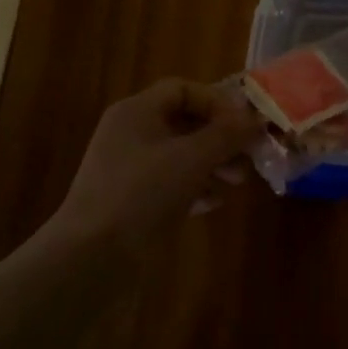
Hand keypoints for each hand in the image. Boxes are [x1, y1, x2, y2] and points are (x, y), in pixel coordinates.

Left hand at [50, 80, 263, 253]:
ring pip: (179, 155)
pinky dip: (195, 187)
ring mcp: (128, 170)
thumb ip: (227, 134)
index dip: (216, 102)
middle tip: (249, 156)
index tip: (244, 125)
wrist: (91, 258)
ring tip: (238, 182)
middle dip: (220, 137)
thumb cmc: (142, 193)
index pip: (182, 89)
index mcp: (137, 112)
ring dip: (212, 163)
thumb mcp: (192, 158)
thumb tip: (257, 118)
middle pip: (184, 122)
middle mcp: (130, 134)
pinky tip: (215, 203)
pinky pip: (170, 184)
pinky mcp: (130, 202)